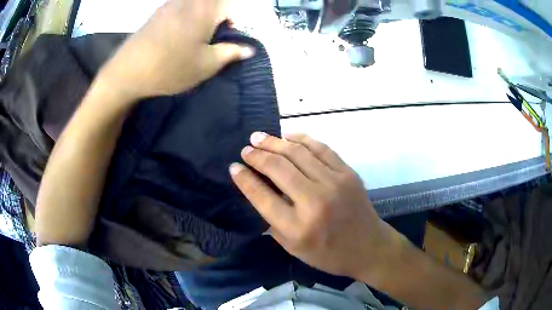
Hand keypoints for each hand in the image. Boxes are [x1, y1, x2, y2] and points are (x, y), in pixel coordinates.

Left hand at [100, 0, 253, 99]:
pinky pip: (178, 8)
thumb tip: (249, 49)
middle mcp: (188, 1)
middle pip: (211, 3)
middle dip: (215, 16)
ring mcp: (169, 5)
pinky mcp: (156, 13)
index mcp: (206, 9)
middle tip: (209, 35)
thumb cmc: (171, 67)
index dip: (230, 20)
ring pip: (193, 4)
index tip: (224, 36)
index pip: (229, 6)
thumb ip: (230, 53)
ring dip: (199, 16)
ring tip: (192, 37)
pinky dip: (183, 16)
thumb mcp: (206, 65)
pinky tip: (175, 35)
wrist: (128, 72)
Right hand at [230, 133, 401, 279]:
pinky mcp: (347, 173)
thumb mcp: (294, 249)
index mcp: (298, 227)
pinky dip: (301, 139)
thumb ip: (273, 222)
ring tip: (259, 137)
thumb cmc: (329, 254)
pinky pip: (321, 148)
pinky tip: (288, 136)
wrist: (369, 247)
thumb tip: (257, 192)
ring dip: (274, 142)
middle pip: (278, 169)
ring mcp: (334, 183)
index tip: (234, 167)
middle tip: (246, 149)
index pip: (262, 196)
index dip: (244, 179)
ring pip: (297, 153)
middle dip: (257, 156)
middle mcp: (314, 201)